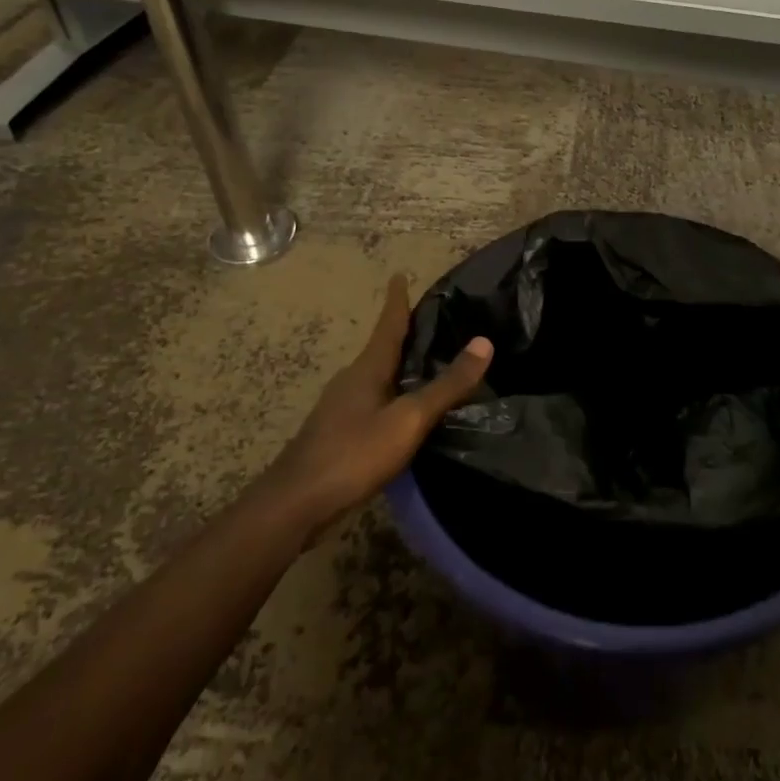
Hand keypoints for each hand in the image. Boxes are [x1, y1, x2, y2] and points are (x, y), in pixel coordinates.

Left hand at [271, 274, 492, 527]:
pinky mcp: (337, 433)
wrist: (295, 504)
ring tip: (425, 365)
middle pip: (382, 348)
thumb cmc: (354, 453)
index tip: (399, 275)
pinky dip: (391, 395)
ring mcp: (341, 407)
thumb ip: (447, 385)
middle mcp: (352, 380)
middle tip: (431, 322)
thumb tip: (484, 342)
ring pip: (376, 376)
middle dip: (402, 333)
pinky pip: (372, 401)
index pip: (388, 324)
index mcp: (368, 368)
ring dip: (398, 366)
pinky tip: (404, 413)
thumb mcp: (408, 419)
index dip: (397, 300)